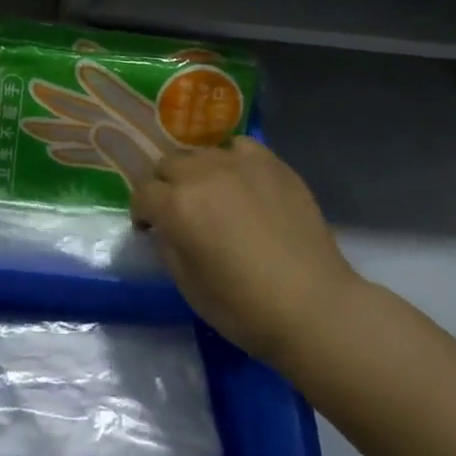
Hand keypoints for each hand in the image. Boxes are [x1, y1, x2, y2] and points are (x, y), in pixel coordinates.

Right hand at [130, 137, 362, 373]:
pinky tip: (241, 180)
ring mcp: (238, 164)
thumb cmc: (244, 308)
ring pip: (201, 153)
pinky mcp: (271, 164)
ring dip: (196, 172)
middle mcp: (201, 175)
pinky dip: (232, 159)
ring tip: (211, 194)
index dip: (142, 211)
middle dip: (165, 186)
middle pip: (168, 164)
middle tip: (178, 210)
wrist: (313, 307)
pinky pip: (240, 147)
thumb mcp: (188, 286)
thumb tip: (165, 227)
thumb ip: (168, 246)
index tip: (149, 228)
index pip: (143, 193)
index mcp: (176, 206)